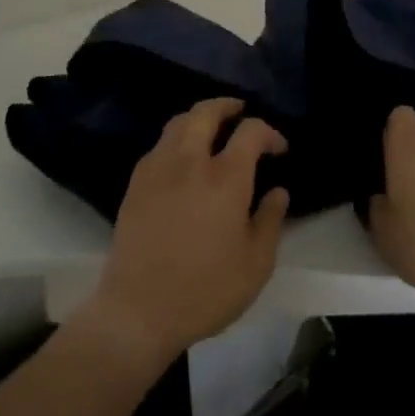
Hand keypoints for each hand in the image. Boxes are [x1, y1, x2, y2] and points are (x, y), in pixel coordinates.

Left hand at [79, 98, 289, 370]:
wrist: (138, 310)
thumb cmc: (205, 290)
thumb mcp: (256, 264)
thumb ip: (270, 221)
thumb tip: (277, 192)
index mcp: (226, 178)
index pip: (250, 131)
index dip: (269, 133)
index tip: (278, 148)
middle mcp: (190, 161)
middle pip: (207, 112)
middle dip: (227, 105)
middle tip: (240, 111)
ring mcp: (158, 169)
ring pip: (178, 122)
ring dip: (199, 117)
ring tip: (211, 128)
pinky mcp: (136, 184)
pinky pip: (159, 145)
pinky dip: (176, 139)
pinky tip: (181, 159)